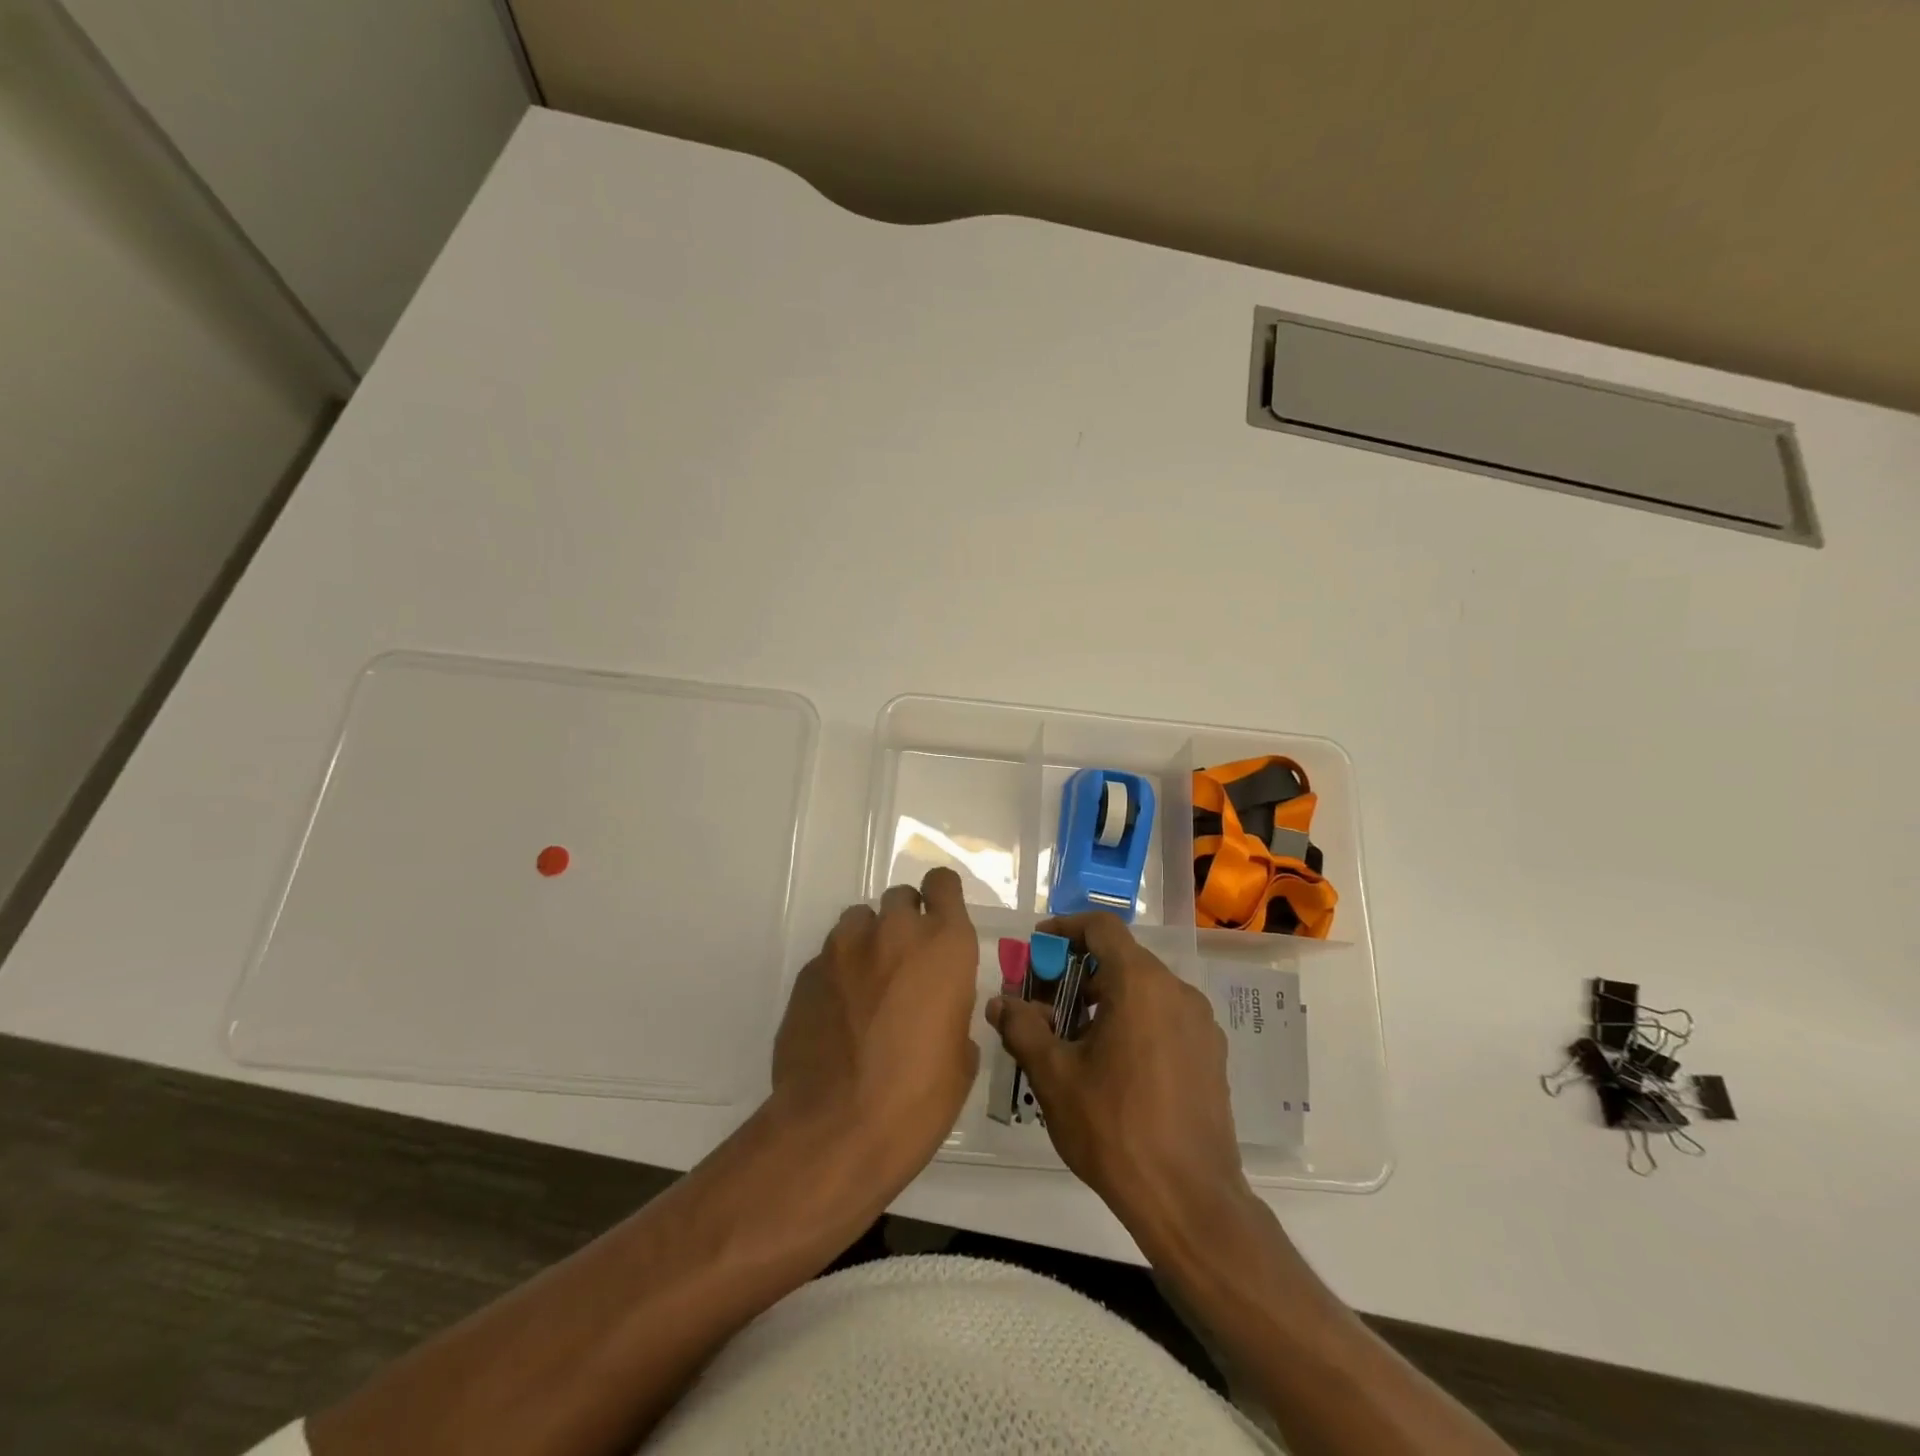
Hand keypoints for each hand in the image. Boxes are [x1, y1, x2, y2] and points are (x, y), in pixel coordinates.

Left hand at [771, 867, 979, 1200]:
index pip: (942, 884)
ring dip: (869, 942)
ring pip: (859, 921)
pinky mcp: (807, 973)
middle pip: (900, 898)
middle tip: (906, 963)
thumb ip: (952, 1013)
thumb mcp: (960, 1058)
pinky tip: (839, 1015)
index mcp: (944, 946)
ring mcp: (844, 949)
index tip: (940, 918)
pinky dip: (839, 974)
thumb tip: (939, 1013)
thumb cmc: (918, 1098)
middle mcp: (894, 932)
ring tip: (868, 987)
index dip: (942, 896)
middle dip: (905, 921)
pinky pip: (829, 958)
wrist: (836, 1130)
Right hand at [987, 912, 1250, 1240]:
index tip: (1038, 947)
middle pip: (1122, 958)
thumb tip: (1000, 1003)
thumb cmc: (1114, 1128)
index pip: (1101, 927)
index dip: (1065, 928)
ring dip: (1106, 998)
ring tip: (1074, 1037)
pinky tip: (1114, 1064)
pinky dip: (1135, 1020)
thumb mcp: (1054, 1076)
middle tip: (1045, 1002)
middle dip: (1079, 971)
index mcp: (1140, 984)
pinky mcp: (1212, 1054)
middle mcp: (1177, 991)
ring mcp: (1201, 1023)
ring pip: (1145, 989)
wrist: (1190, 1200)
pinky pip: (1166, 1017)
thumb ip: (1022, 1028)